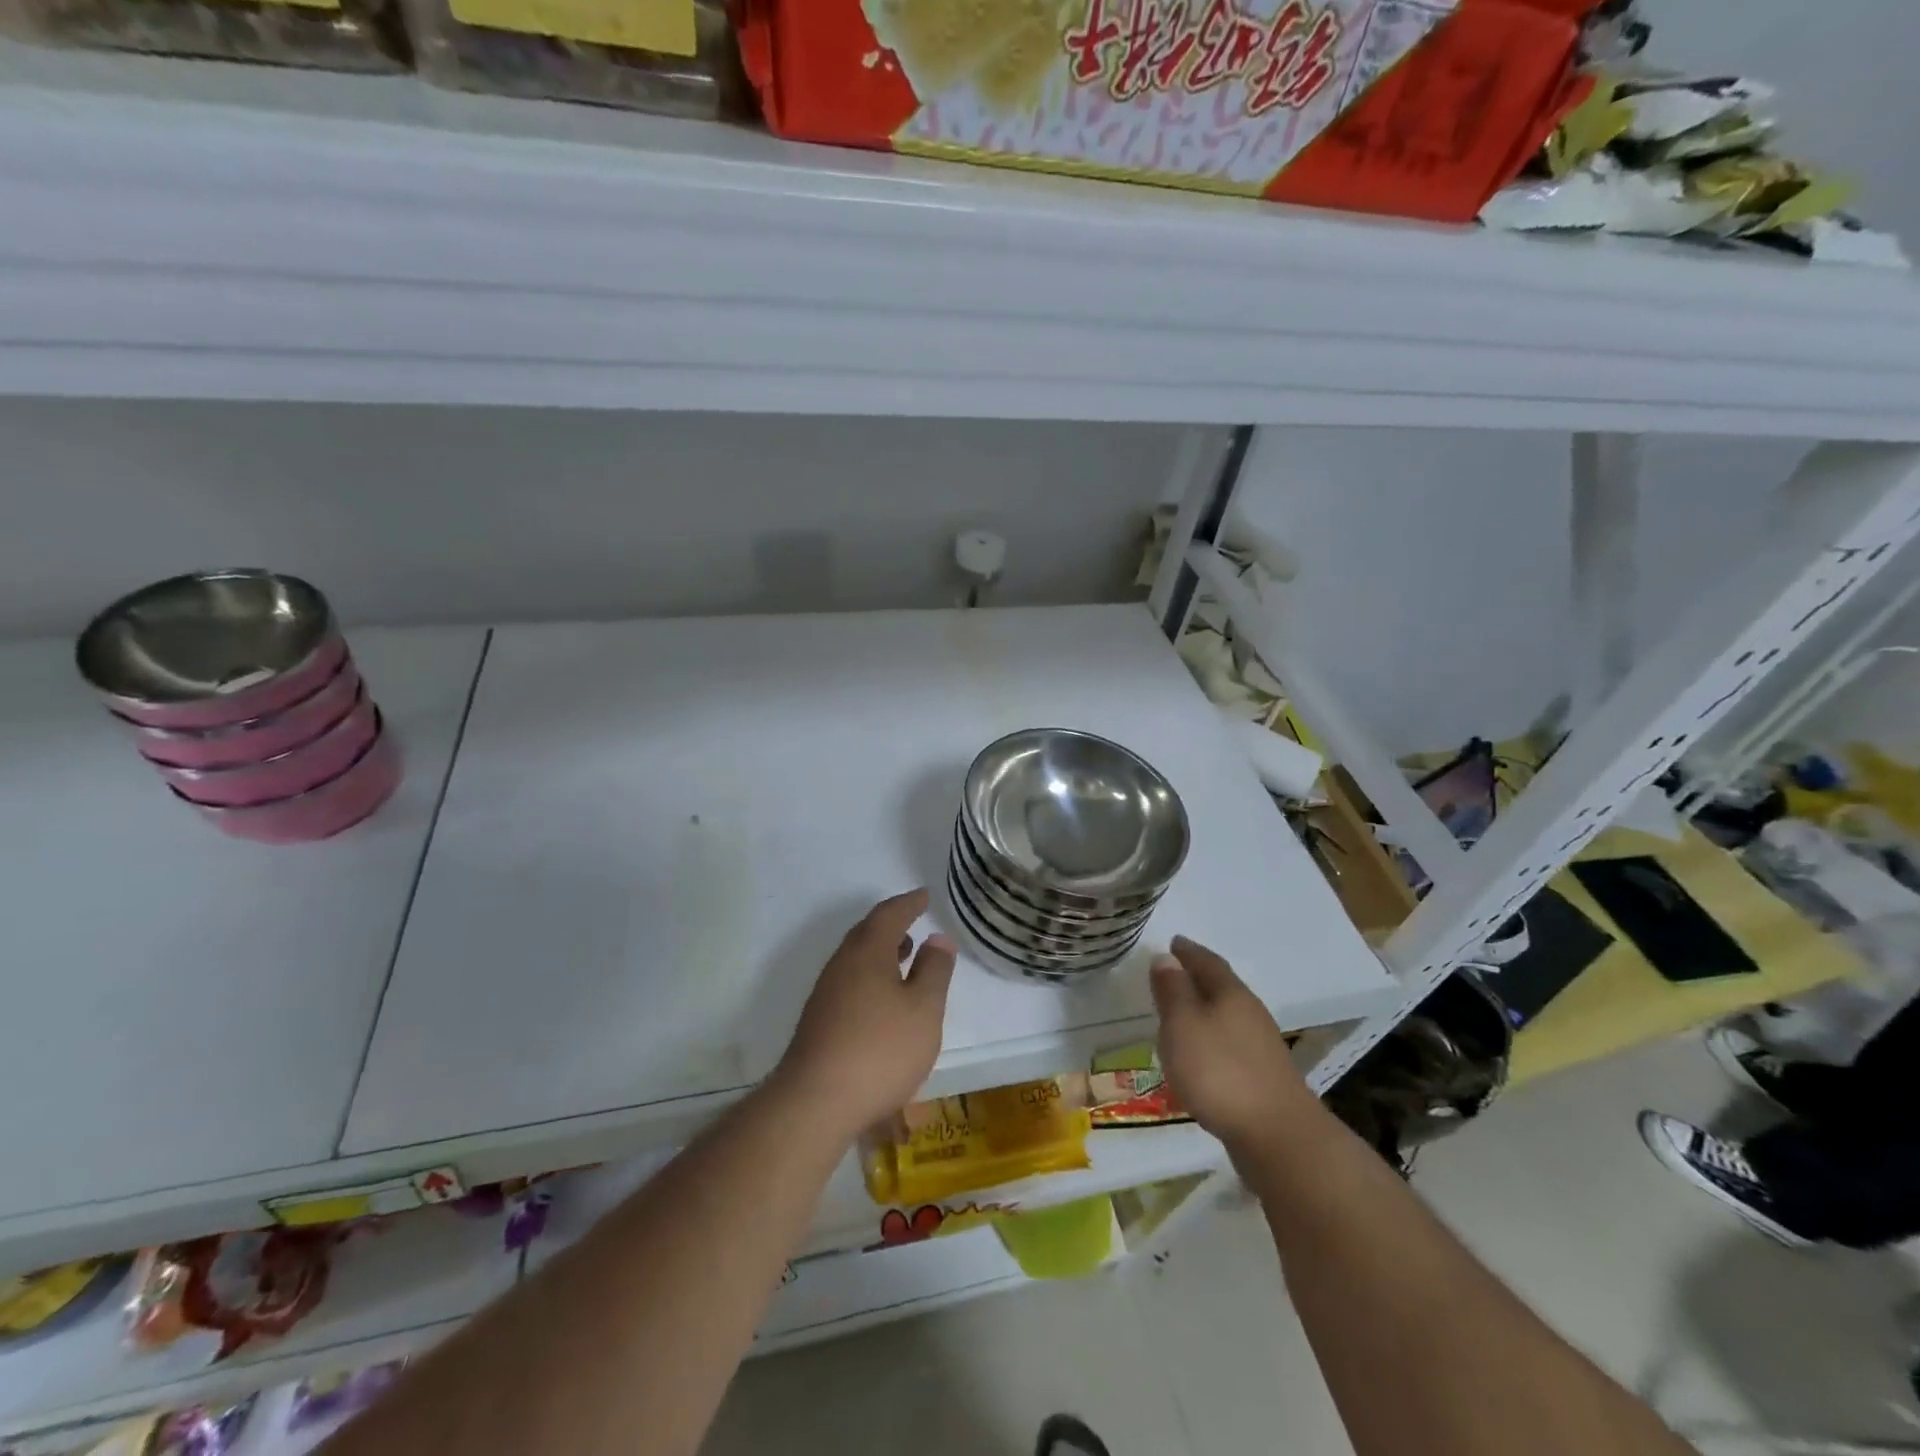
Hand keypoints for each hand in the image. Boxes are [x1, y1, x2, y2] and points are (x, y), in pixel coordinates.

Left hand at [775, 890, 956, 1141]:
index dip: (909, 903)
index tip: (924, 895)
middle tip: (913, 922)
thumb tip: (938, 938)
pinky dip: (870, 977)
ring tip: (904, 958)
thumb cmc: (880, 1050)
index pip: (889, 915)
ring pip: (856, 960)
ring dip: (880, 953)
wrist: (815, 1103)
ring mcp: (825, 994)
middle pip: (866, 934)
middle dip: (891, 925)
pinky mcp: (819, 1022)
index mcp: (867, 953)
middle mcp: (841, 965)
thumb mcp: (923, 1010)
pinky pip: (849, 983)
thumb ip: (934, 971)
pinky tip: (883, 1002)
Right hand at [1152, 936, 1315, 1157]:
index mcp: (1231, 993)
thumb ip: (1173, 991)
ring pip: (1227, 1016)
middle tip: (1173, 974)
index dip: (1188, 951)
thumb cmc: (1220, 1072)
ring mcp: (1261, 1047)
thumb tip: (1166, 957)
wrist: (1278, 1137)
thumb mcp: (1183, 1024)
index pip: (1207, 961)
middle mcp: (1250, 1013)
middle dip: (1198, 978)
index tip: (1173, 942)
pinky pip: (1231, 1044)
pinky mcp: (1263, 1078)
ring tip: (1181, 1014)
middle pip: (1221, 987)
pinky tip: (1201, 1056)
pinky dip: (1212, 1040)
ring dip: (1205, 1011)